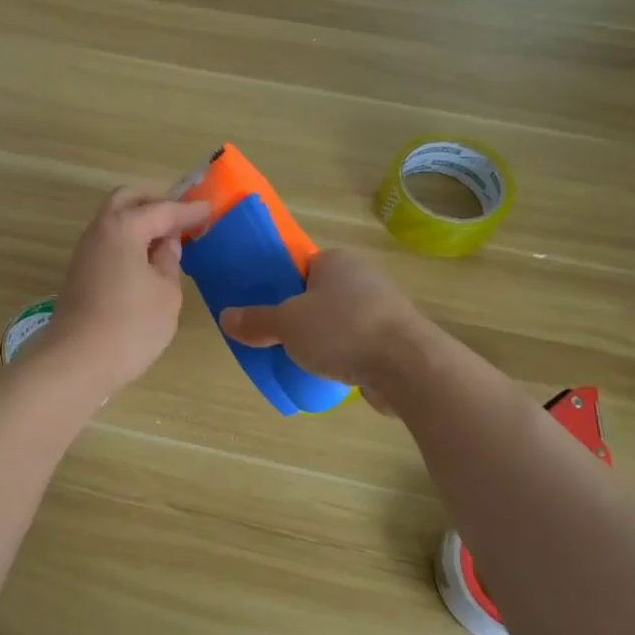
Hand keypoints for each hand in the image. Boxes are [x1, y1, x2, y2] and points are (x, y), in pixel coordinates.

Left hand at [42, 188, 211, 396]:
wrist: (77, 361)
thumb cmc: (131, 326)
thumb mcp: (166, 293)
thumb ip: (169, 262)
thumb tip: (165, 246)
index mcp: (123, 228)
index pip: (162, 210)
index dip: (188, 210)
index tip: (209, 208)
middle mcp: (99, 231)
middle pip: (127, 200)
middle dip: (155, 201)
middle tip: (181, 215)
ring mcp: (85, 252)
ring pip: (113, 220)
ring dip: (139, 220)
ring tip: (167, 238)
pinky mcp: (80, 273)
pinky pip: (108, 242)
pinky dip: (128, 239)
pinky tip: (146, 259)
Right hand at [220, 249, 435, 412]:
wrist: (408, 367)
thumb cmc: (342, 330)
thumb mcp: (287, 324)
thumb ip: (256, 321)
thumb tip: (226, 318)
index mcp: (337, 261)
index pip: (300, 267)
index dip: (279, 287)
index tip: (263, 310)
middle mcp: (362, 278)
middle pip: (317, 295)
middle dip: (298, 317)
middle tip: (274, 337)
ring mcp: (382, 309)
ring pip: (337, 321)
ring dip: (320, 339)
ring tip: (296, 359)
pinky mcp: (393, 339)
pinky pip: (355, 343)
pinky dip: (341, 356)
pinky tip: (326, 373)